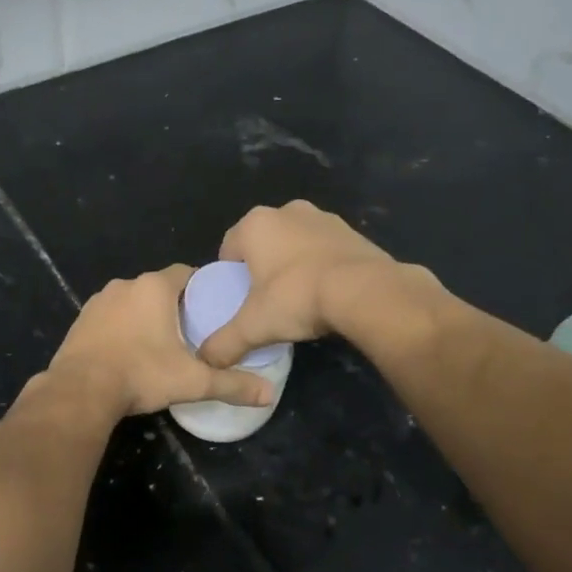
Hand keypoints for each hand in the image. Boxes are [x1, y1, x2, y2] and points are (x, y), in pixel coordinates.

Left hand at [48, 266, 273, 418]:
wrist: (80, 390)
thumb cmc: (141, 374)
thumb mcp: (192, 381)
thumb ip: (231, 384)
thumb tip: (269, 395)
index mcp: (154, 288)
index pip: (186, 274)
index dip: (201, 288)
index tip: (211, 309)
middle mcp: (125, 285)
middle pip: (159, 287)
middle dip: (174, 305)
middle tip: (191, 331)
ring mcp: (99, 300)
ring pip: (132, 301)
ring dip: (145, 315)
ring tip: (160, 343)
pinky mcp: (81, 319)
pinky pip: (110, 316)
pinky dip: (122, 327)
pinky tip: (128, 351)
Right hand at [197, 201, 396, 367]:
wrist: (365, 291)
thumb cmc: (297, 298)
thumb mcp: (254, 326)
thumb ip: (225, 342)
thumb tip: (206, 360)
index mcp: (255, 224)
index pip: (229, 247)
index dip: (230, 275)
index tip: (239, 299)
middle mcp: (286, 211)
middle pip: (263, 242)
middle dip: (263, 266)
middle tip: (267, 300)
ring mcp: (322, 217)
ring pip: (296, 242)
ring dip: (294, 263)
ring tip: (300, 298)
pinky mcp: (352, 230)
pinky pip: (325, 247)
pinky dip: (322, 264)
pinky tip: (328, 292)